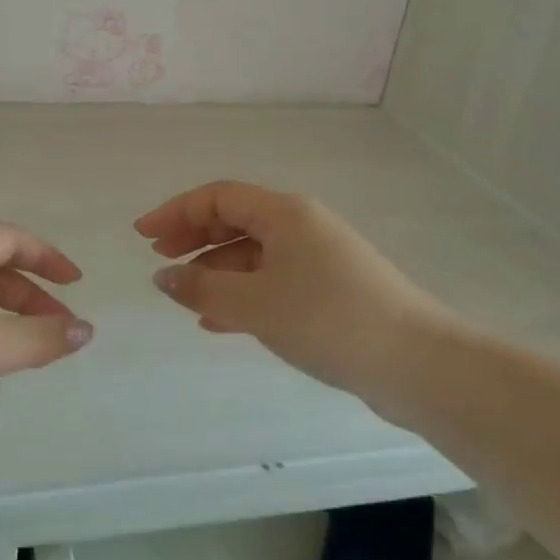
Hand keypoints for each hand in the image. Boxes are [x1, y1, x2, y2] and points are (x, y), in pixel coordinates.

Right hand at [135, 181, 441, 404]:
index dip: (176, 211)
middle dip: (193, 237)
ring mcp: (318, 259)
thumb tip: (164, 277)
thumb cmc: (329, 319)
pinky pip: (272, 281)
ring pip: (253, 254)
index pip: (219, 197)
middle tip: (159, 260)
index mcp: (285, 214)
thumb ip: (203, 288)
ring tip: (185, 297)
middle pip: (235, 220)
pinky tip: (219, 320)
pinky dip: (242, 293)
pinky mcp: (329, 291)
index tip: (142, 236)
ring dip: (216, 270)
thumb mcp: (256, 303)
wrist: (416, 363)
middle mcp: (301, 227)